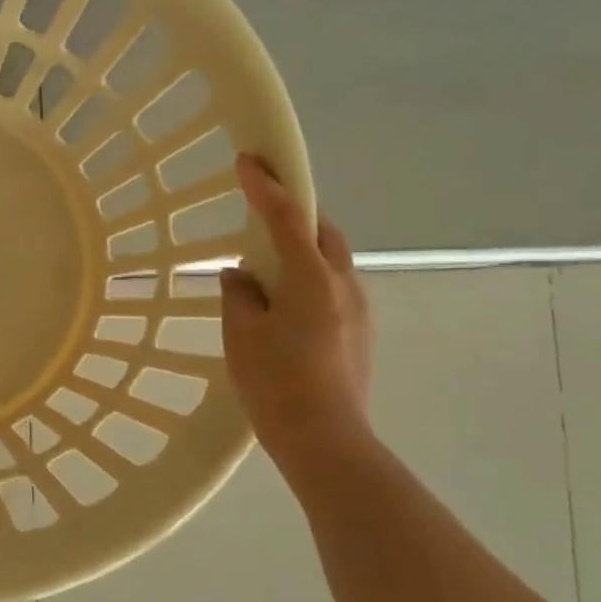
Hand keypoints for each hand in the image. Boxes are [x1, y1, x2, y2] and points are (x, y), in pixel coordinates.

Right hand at [220, 155, 372, 460]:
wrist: (326, 441)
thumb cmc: (276, 384)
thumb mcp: (241, 335)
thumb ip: (239, 295)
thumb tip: (242, 276)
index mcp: (312, 280)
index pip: (286, 218)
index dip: (265, 186)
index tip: (247, 160)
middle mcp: (344, 285)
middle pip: (322, 231)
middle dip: (295, 212)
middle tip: (262, 208)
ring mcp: (359, 309)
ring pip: (330, 259)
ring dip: (302, 247)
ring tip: (267, 263)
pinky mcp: (360, 332)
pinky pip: (333, 286)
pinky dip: (309, 276)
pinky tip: (284, 301)